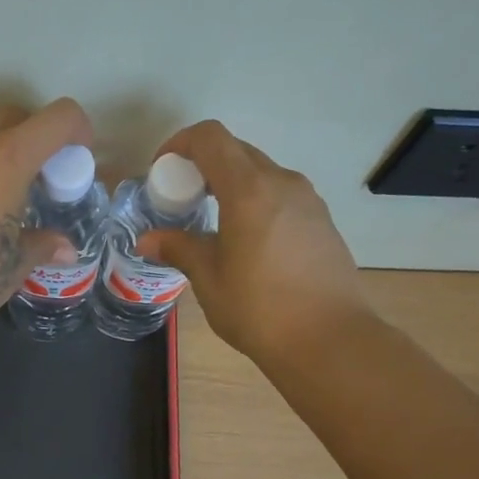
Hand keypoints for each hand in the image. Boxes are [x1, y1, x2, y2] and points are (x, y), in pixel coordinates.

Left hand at [0, 99, 93, 332]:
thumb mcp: (14, 263)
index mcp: (9, 157)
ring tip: (4, 199)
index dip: (77, 131)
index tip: (77, 160)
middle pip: (16, 118)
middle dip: (36, 139)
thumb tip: (64, 247)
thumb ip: (43, 245)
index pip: (58, 118)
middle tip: (41, 181)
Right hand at [136, 120, 369, 361]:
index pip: (210, 138)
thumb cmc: (260, 309)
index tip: (162, 171)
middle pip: (236, 150)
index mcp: (249, 190)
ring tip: (212, 220)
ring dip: (231, 182)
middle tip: (183, 198)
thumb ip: (179, 248)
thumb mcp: (209, 279)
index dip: (180, 144)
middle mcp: (282, 182)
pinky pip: (281, 194)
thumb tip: (148, 240)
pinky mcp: (322, 221)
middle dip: (203, 164)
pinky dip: (255, 200)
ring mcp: (308, 200)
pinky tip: (247, 240)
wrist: (330, 341)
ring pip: (261, 172)